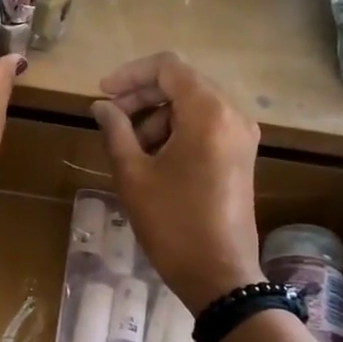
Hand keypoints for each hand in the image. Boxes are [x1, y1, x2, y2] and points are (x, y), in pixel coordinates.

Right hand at [90, 53, 263, 311]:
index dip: (130, 75)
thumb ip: (115, 131)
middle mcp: (232, 114)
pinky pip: (206, 127)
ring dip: (157, 118)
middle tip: (110, 122)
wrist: (219, 274)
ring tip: (129, 150)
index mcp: (207, 112)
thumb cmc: (172, 223)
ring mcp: (241, 136)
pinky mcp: (241, 157)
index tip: (102, 96)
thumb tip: (101, 107)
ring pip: (193, 106)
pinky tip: (153, 160)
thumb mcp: (134, 175)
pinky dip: (177, 133)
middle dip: (142, 98)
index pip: (167, 67)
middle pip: (182, 84)